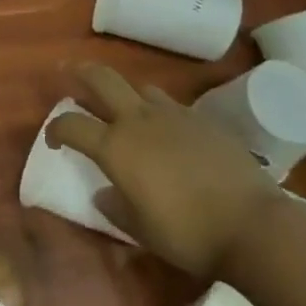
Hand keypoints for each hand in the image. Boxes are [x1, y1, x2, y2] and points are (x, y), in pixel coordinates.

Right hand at [47, 62, 279, 279]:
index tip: (53, 139)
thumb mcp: (140, 230)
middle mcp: (139, 120)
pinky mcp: (203, 119)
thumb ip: (115, 207)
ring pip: (140, 88)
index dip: (55, 128)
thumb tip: (103, 194)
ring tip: (125, 110)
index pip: (71, 124)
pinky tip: (168, 133)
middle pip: (101, 79)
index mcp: (115, 147)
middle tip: (70, 72)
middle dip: (81, 73)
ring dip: (125, 93)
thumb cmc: (186, 233)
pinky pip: (171, 105)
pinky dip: (159, 112)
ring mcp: (173, 115)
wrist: (251, 224)